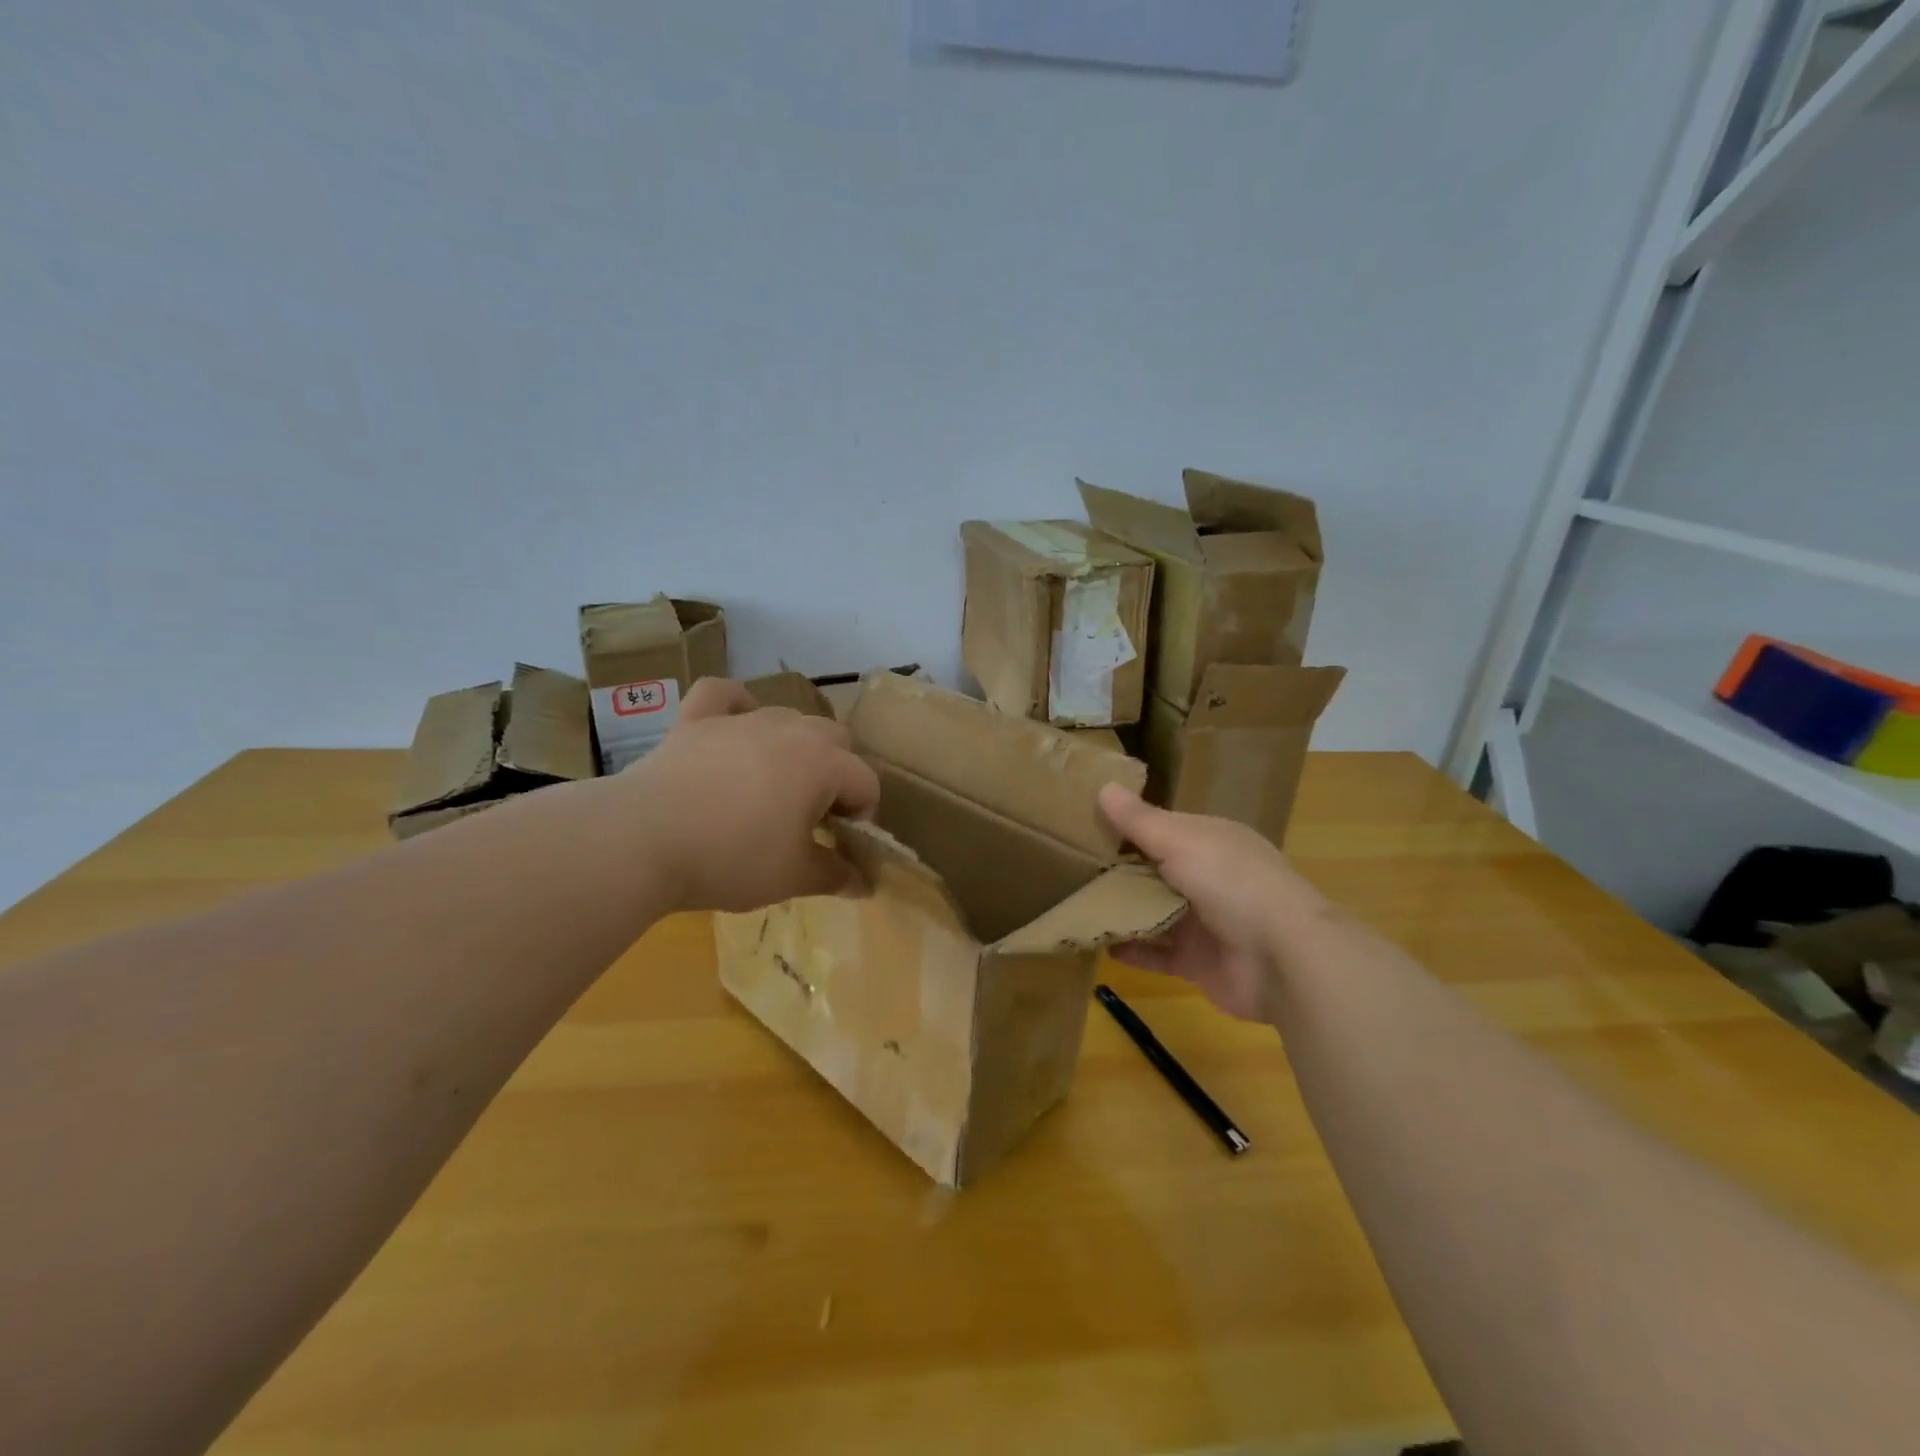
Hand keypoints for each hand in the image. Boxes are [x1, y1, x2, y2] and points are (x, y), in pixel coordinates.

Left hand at [617, 678, 879, 913]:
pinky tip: (736, 722)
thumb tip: (864, 884)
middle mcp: (790, 730)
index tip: (841, 844)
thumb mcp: (793, 877)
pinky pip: (723, 694)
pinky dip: (735, 704)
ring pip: (788, 716)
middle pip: (835, 738)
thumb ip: (836, 876)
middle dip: (836, 772)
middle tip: (813, 814)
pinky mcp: (696, 719)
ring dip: (795, 745)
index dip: (862, 815)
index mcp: (823, 763)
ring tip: (775, 783)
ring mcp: (741, 719)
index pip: (865, 781)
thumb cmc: (732, 859)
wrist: (643, 840)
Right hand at [1098, 786, 1328, 1022]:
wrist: (1283, 959)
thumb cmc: (1231, 883)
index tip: (1084, 827)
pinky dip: (1132, 951)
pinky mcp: (1199, 962)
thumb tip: (1103, 786)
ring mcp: (1206, 922)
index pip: (1162, 828)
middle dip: (1118, 872)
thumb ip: (1139, 821)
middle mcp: (1209, 878)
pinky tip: (1099, 946)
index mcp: (1211, 841)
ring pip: (1154, 913)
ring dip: (1121, 911)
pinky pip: (1158, 954)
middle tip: (1069, 869)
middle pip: (1155, 871)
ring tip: (1076, 906)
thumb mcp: (1180, 841)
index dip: (1127, 827)